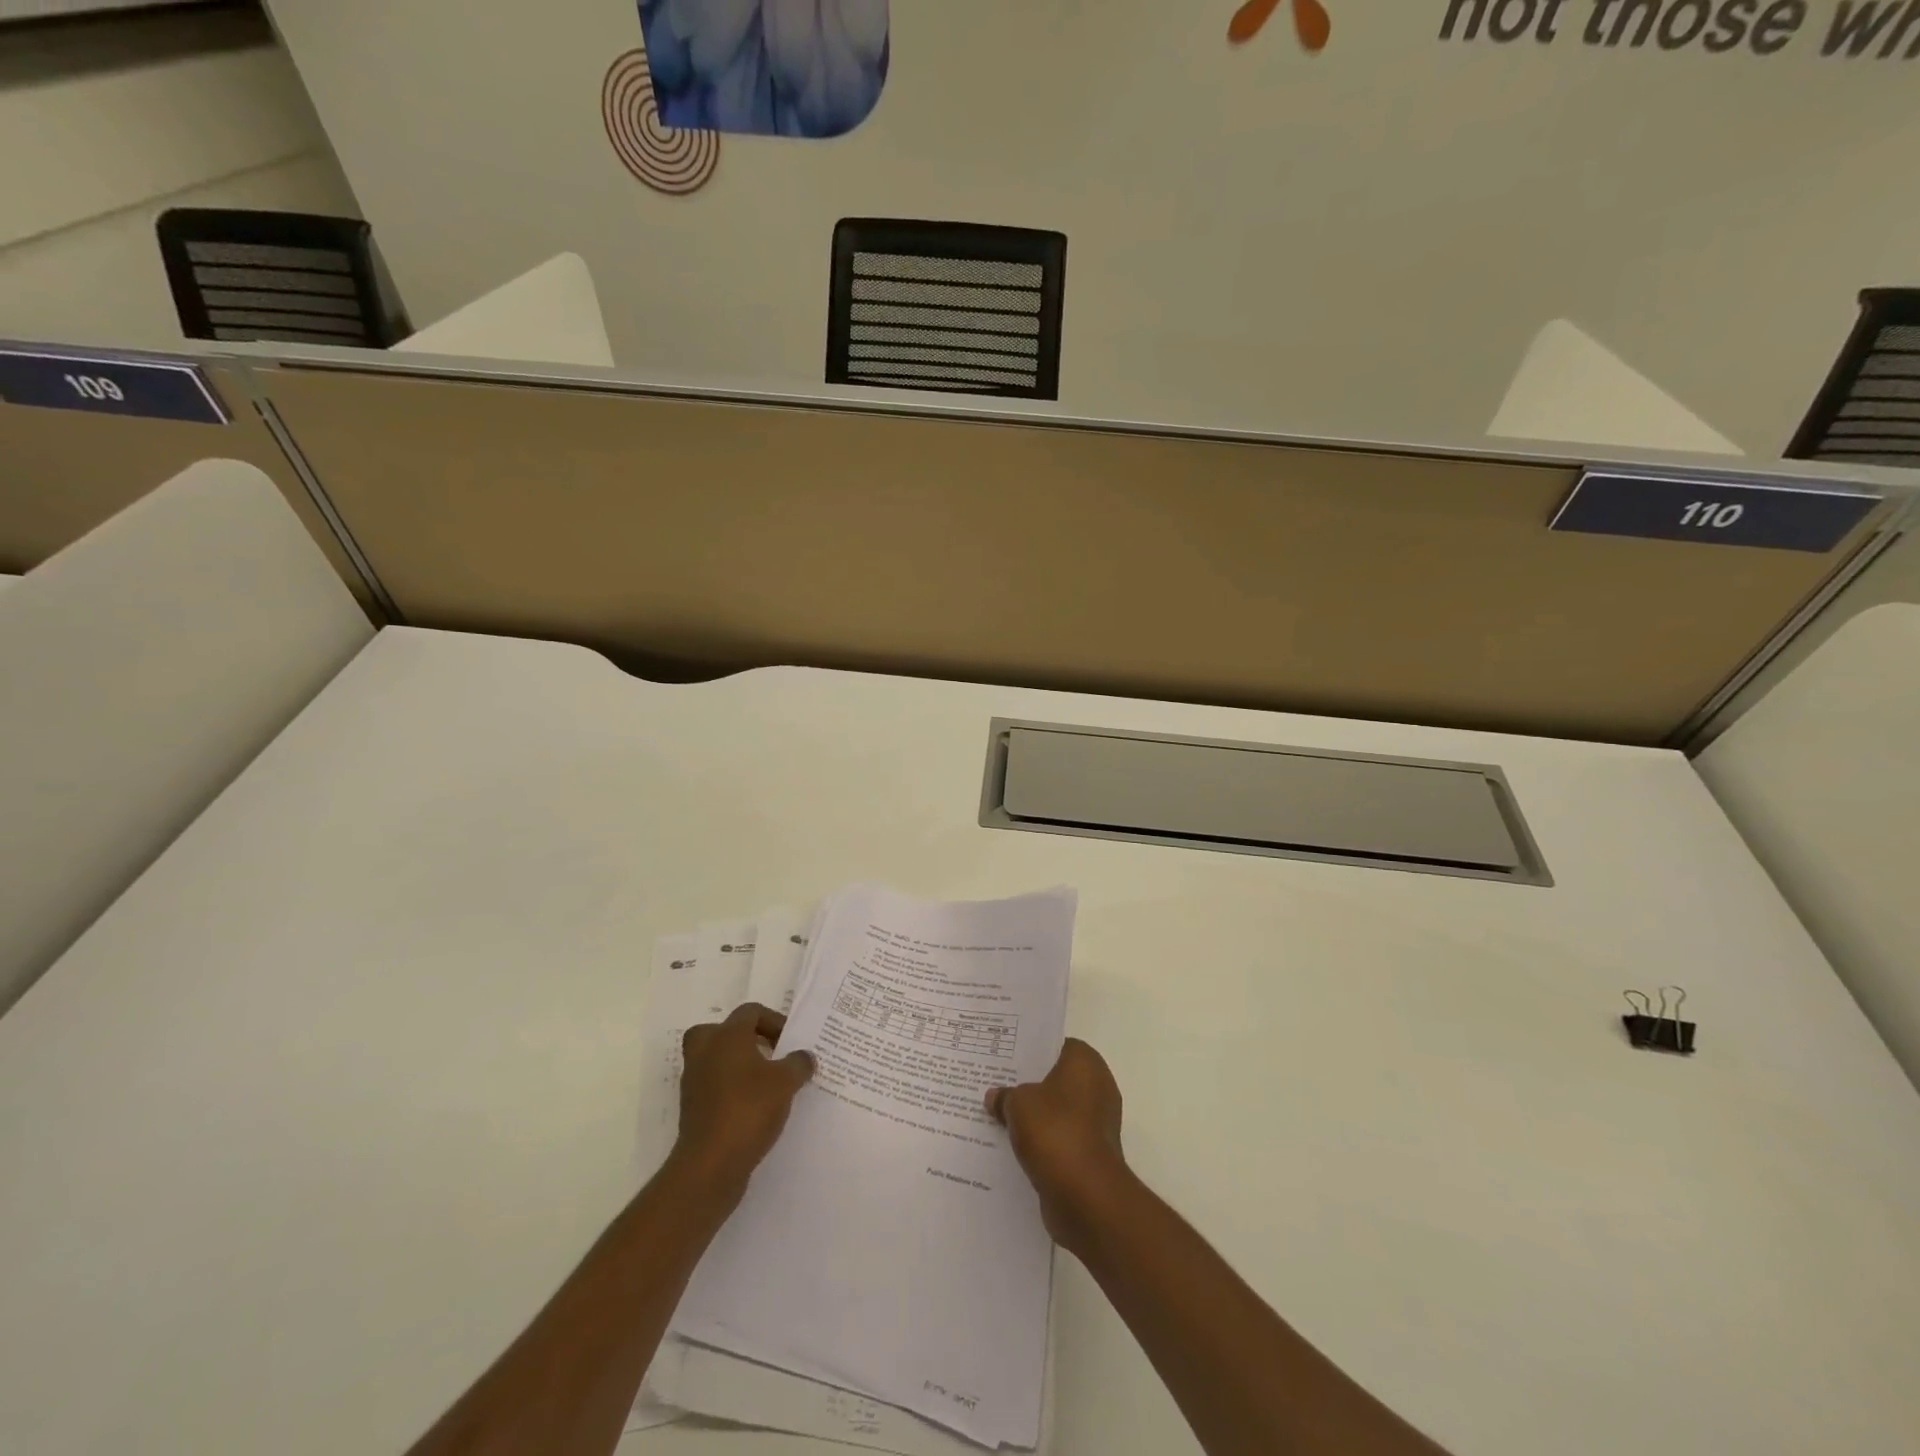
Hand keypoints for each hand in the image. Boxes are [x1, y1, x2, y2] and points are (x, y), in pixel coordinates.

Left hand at [673, 1003, 814, 1196]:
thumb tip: (804, 1057)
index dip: (774, 1020)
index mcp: (727, 1036)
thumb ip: (798, 1063)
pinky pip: (714, 1087)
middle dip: (745, 1039)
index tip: (791, 1041)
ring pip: (715, 1060)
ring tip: (766, 1082)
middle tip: (767, 1052)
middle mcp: (705, 1052)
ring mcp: (695, 1082)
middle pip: (721, 1031)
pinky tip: (755, 1107)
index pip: (750, 1012)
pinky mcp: (693, 1109)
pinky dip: (731, 1090)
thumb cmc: (749, 1109)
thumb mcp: (786, 1082)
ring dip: (738, 1065)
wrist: (710, 1164)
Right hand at [986, 1039, 1131, 1252]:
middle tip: (997, 1084)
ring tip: (999, 1115)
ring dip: (1034, 1116)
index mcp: (1086, 1063)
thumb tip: (995, 1096)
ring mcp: (1097, 1123)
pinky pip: (1060, 1138)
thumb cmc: (1055, 1131)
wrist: (1085, 1195)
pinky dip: (1042, 1142)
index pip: (1057, 1045)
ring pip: (1057, 1111)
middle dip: (1029, 1085)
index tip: (1007, 1057)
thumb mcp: (1018, 1103)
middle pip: (1056, 1079)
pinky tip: (1013, 1145)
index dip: (1032, 1050)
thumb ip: (1005, 1095)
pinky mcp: (1091, 1154)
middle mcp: (1098, 1088)